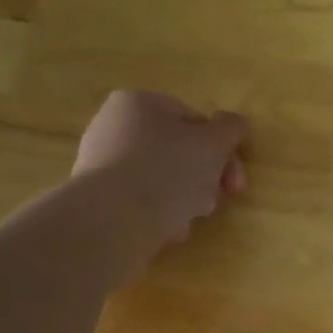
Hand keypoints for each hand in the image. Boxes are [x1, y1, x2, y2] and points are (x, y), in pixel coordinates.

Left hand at [72, 91, 245, 277]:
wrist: (113, 221)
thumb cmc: (168, 171)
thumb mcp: (213, 144)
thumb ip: (230, 129)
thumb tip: (233, 124)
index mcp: (138, 103)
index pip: (194, 121)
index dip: (222, 151)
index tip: (234, 182)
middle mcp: (113, 126)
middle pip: (178, 152)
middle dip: (204, 179)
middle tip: (216, 201)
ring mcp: (101, 164)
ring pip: (163, 179)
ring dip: (185, 199)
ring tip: (188, 219)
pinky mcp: (97, 198)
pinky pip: (142, 201)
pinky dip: (159, 213)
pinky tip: (166, 229)